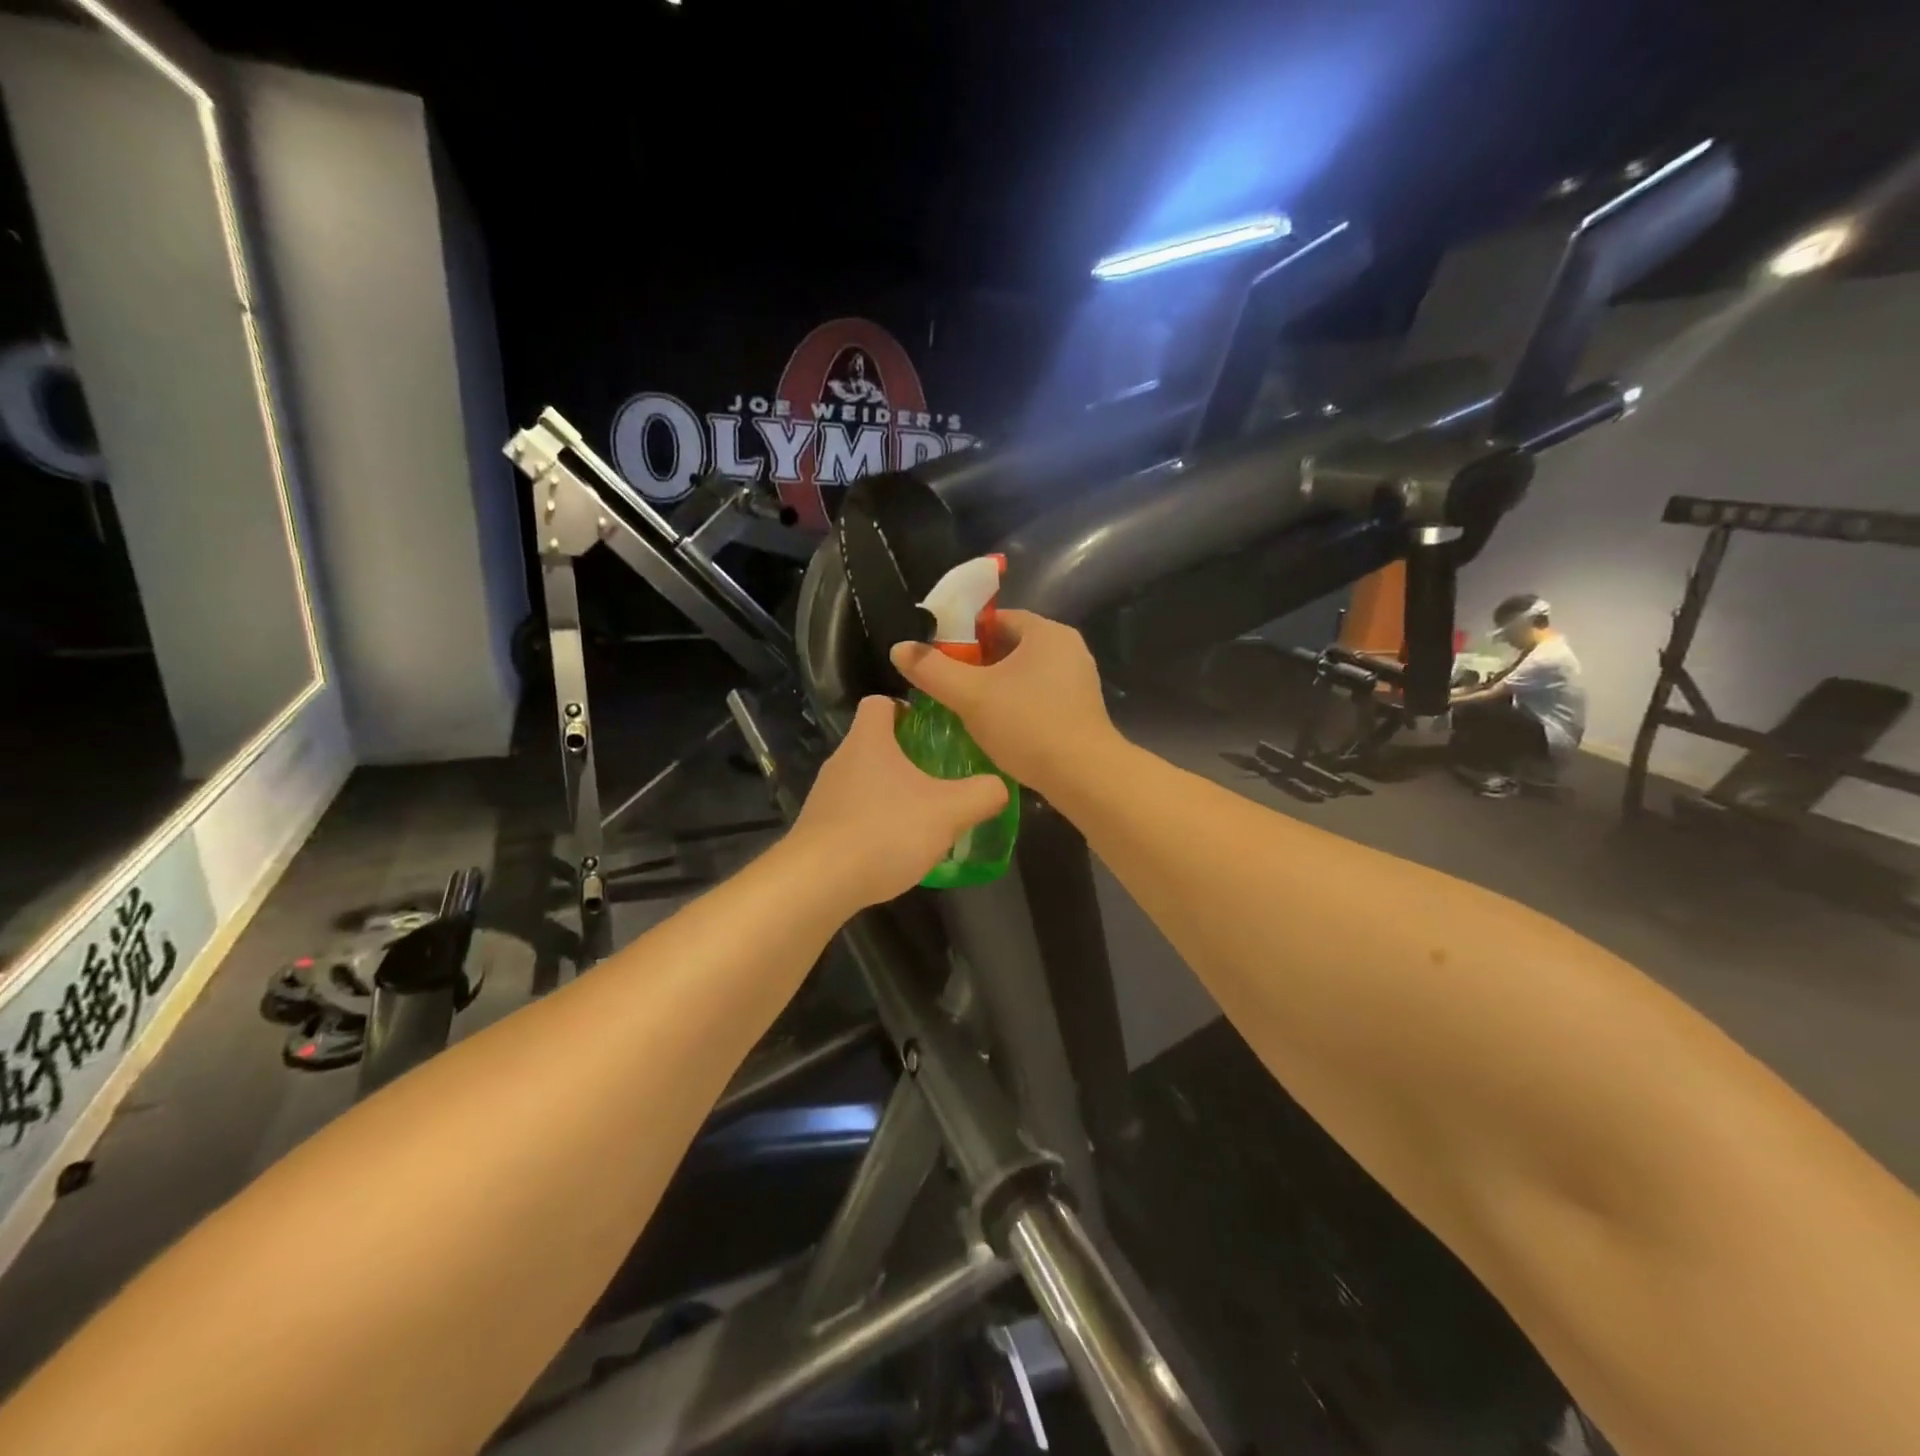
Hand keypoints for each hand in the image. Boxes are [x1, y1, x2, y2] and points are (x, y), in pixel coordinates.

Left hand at [790, 696, 1008, 909]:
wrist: (818, 883)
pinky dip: (873, 824)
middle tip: (939, 776)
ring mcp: (825, 796)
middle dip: (905, 756)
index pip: (880, 702)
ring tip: (921, 816)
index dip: (906, 709)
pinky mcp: (818, 829)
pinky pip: (852, 814)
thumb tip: (999, 786)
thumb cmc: (885, 830)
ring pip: (863, 781)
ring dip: (890, 793)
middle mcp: (841, 760)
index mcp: (868, 740)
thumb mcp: (949, 811)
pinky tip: (894, 849)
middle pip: (873, 743)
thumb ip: (982, 794)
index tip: (931, 730)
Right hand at [890, 610, 1119, 794]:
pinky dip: (1016, 704)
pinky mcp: (1081, 709)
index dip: (963, 634)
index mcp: (1047, 632)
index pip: (997, 618)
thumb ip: (932, 669)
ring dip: (996, 686)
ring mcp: (1079, 680)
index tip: (939, 657)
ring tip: (966, 708)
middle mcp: (1068, 649)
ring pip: (1025, 674)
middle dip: (977, 663)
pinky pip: (1039, 695)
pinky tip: (998, 727)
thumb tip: (899, 648)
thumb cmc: (1028, 725)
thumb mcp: (971, 696)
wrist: (1084, 776)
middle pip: (1011, 646)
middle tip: (947, 684)